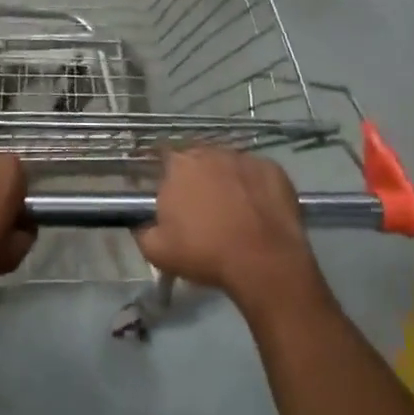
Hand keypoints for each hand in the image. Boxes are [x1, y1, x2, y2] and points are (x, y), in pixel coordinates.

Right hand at [136, 149, 325, 315]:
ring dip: (226, 180)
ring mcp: (244, 158)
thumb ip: (142, 230)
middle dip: (196, 177)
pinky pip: (256, 174)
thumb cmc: (206, 252)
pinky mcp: (273, 169)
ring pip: (228, 165)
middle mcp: (210, 152)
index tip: (167, 191)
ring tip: (231, 209)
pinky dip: (254, 187)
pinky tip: (257, 210)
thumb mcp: (157, 251)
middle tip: (199, 206)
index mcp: (179, 165)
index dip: (164, 172)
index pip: (163, 156)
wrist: (264, 262)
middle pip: (198, 159)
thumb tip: (141, 223)